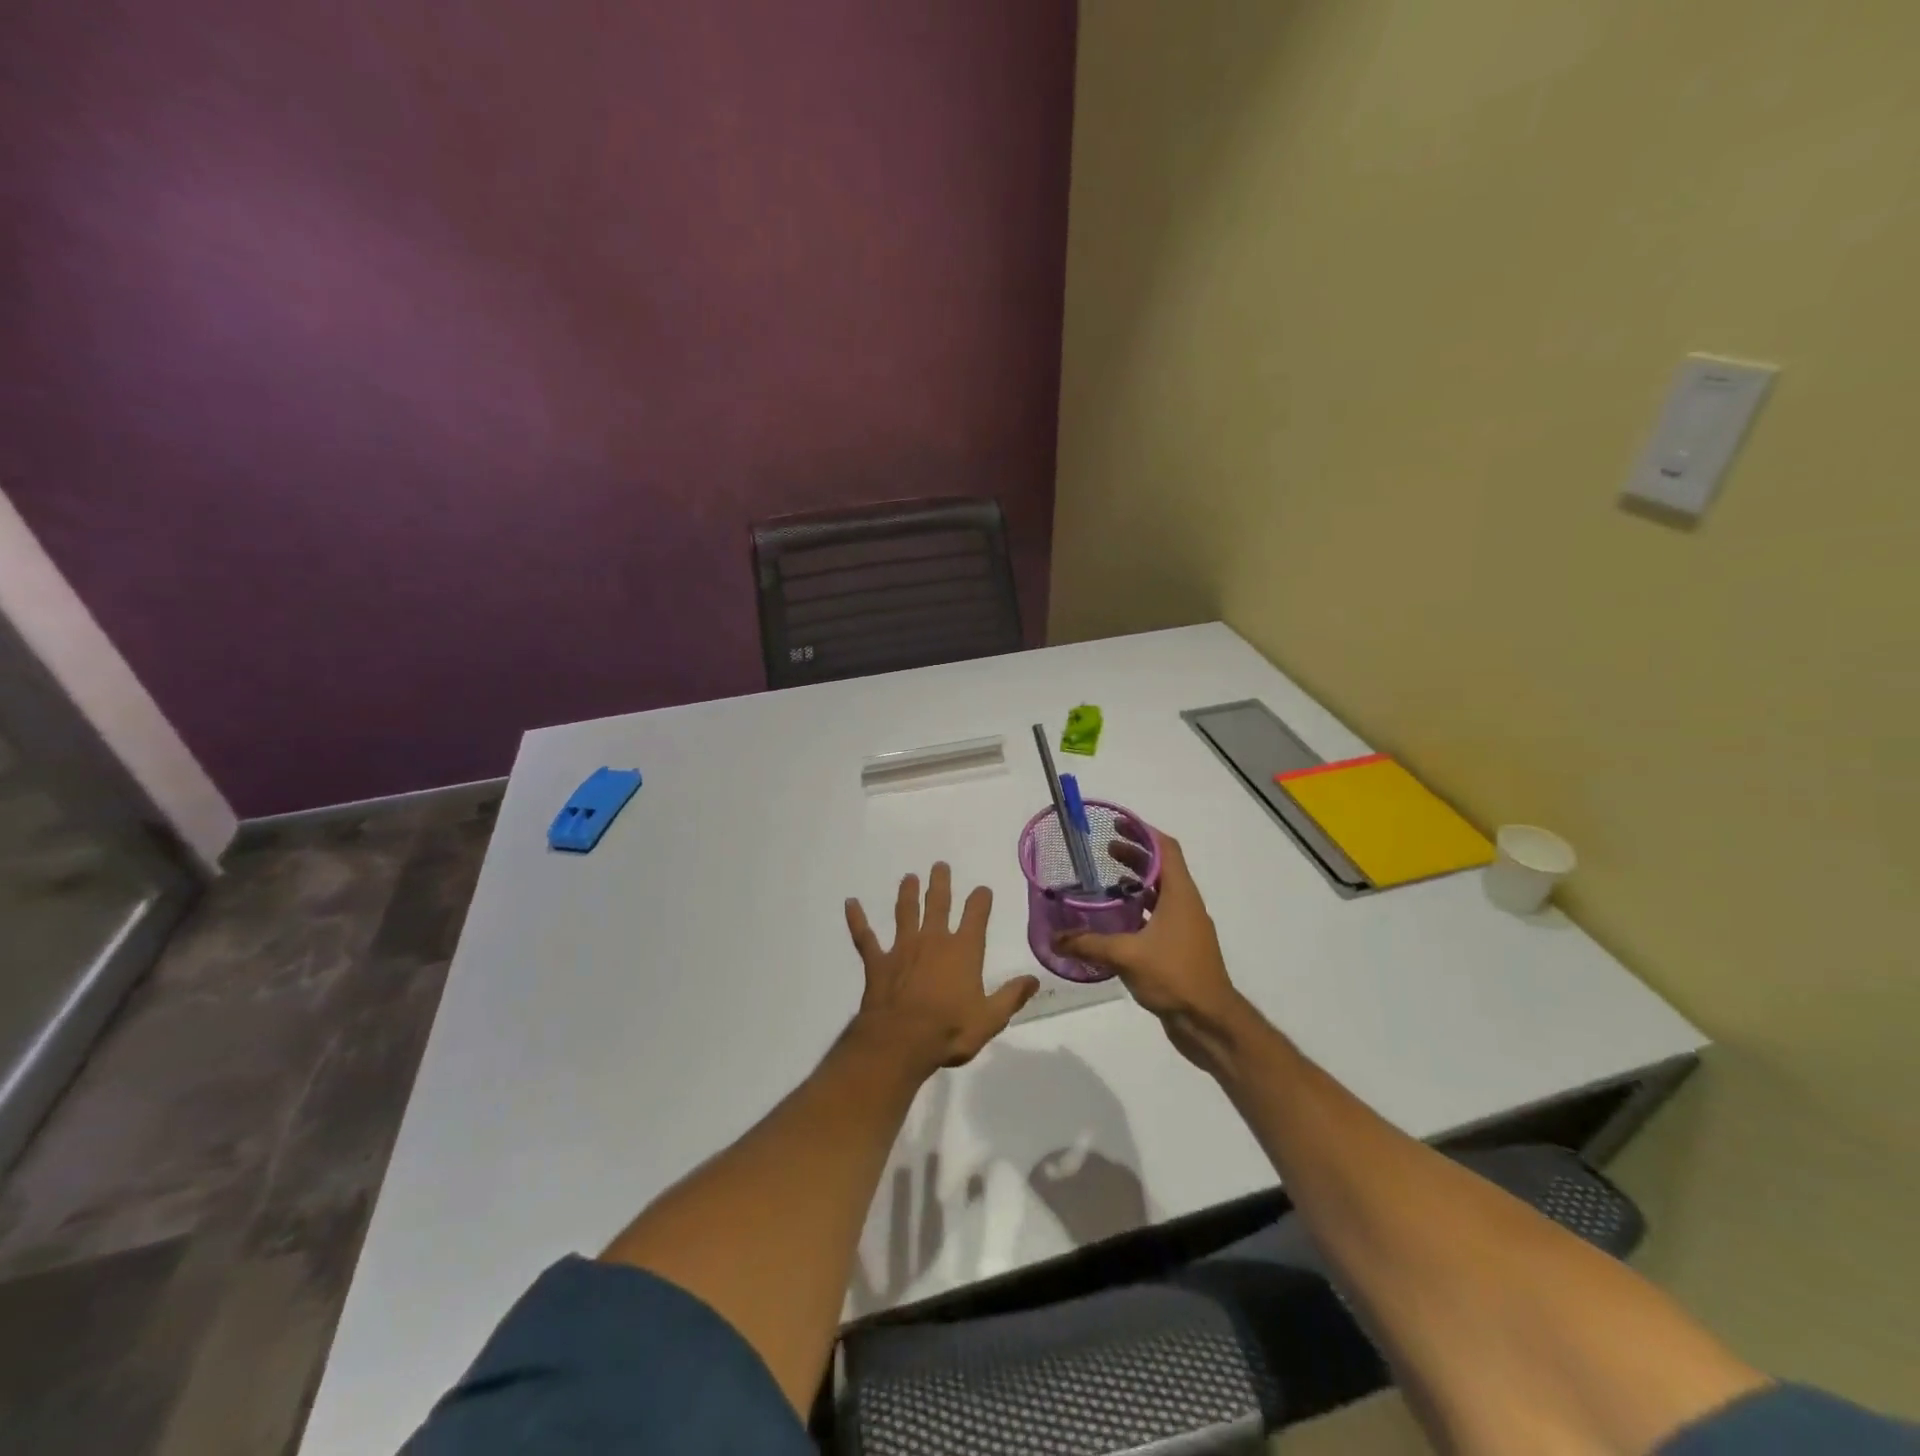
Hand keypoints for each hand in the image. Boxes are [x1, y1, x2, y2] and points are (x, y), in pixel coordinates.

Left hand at [846, 863, 1038, 1076]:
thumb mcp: (990, 1019)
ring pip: (905, 912)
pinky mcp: (877, 962)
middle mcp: (933, 940)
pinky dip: (857, 919)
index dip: (980, 900)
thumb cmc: (949, 1031)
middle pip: (938, 904)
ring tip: (909, 877)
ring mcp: (902, 948)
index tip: (982, 889)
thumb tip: (1033, 979)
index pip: (975, 916)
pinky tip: (850, 903)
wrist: (900, 1042)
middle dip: (941, 883)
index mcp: (963, 951)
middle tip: (939, 865)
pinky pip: (865, 937)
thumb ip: (1011, 997)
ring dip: (907, 893)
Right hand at [1054, 825, 1245, 1065]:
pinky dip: (1137, 910)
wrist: (1210, 1023)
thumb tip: (1054, 938)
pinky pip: (1157, 917)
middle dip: (1135, 855)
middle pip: (1162, 868)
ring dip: (1136, 883)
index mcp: (1180, 895)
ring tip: (1105, 882)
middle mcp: (1185, 905)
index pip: (1167, 849)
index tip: (1118, 825)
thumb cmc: (1175, 976)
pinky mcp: (1178, 949)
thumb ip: (1088, 944)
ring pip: (1159, 894)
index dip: (1144, 833)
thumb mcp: (1127, 956)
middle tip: (1105, 849)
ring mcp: (1184, 928)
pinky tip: (1113, 922)